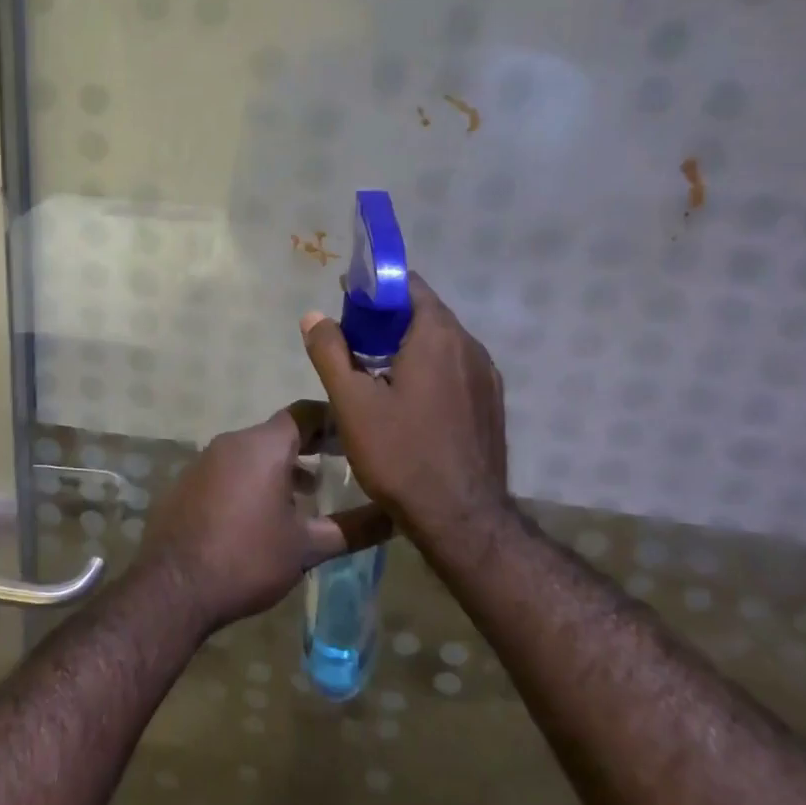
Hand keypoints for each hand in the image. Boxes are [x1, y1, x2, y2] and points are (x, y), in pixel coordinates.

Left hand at [137, 402, 390, 634]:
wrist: (172, 588)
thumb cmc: (246, 560)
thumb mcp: (307, 548)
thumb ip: (354, 528)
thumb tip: (396, 517)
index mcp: (263, 446)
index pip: (306, 413)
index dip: (334, 421)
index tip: (358, 436)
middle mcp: (231, 442)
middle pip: (279, 431)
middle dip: (311, 445)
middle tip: (341, 464)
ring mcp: (204, 460)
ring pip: (253, 451)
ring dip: (282, 465)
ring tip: (309, 494)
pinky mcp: (187, 482)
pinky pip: (229, 468)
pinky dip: (253, 478)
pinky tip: (264, 513)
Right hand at [301, 273, 509, 554]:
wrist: (462, 519)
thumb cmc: (401, 455)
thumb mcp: (352, 403)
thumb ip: (330, 352)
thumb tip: (314, 316)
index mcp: (438, 336)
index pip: (409, 285)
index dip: (375, 288)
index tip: (347, 303)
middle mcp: (470, 347)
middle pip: (425, 314)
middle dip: (387, 319)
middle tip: (351, 340)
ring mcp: (486, 377)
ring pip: (441, 344)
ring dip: (407, 345)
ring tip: (373, 372)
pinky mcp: (491, 404)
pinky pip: (455, 369)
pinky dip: (428, 369)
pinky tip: (406, 401)